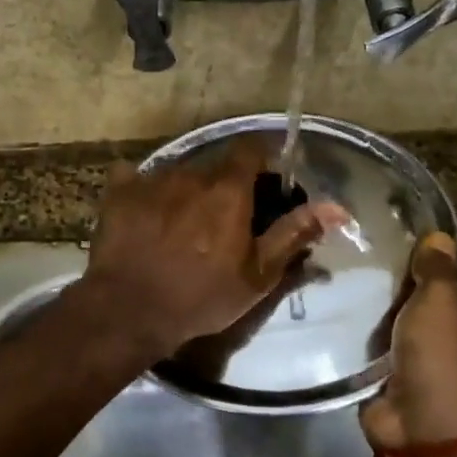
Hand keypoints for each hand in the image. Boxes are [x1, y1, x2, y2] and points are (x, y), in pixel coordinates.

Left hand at [77, 139, 346, 357]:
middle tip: (225, 218)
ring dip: (188, 191)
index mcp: (228, 188)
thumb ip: (294, 233)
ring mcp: (151, 178)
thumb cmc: (201, 295)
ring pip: (179, 173)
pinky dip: (145, 191)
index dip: (262, 159)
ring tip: (183, 225)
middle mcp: (190, 172)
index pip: (252, 147)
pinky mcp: (120, 191)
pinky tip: (146, 214)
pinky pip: (137, 178)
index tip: (266, 183)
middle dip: (225, 184)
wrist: (129, 310)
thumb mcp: (257, 274)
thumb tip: (336, 207)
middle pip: (215, 165)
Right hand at [361, 232, 456, 450]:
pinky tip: (345, 325)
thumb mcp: (440, 298)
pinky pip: (383, 356)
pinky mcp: (403, 386)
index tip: (399, 258)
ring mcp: (435, 368)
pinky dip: (368, 347)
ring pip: (403, 331)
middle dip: (401, 295)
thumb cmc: (443, 352)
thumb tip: (441, 235)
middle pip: (429, 307)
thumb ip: (436, 267)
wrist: (424, 424)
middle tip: (368, 273)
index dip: (433, 269)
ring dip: (382, 321)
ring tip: (351, 293)